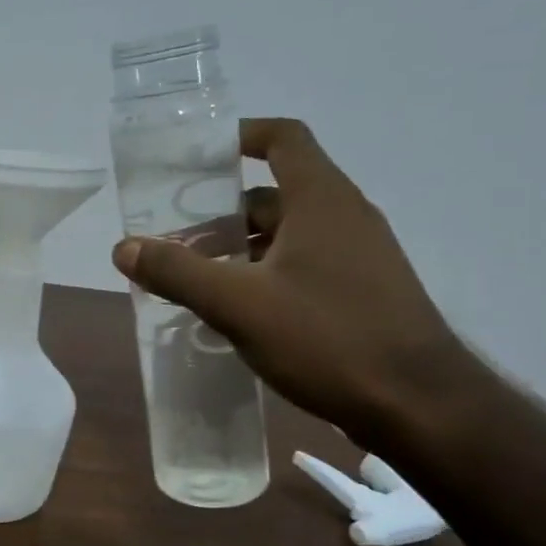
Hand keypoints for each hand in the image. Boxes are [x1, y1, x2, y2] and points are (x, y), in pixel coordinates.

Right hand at [111, 118, 474, 446]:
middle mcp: (345, 218)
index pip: (282, 139)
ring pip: (286, 235)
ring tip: (193, 279)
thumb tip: (123, 247)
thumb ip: (177, 272)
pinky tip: (235, 312)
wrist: (422, 409)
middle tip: (174, 237)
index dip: (239, 136)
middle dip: (220, 212)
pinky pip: (302, 266)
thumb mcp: (239, 304)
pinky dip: (264, 275)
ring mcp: (358, 258)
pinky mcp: (362, 294)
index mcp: (321, 201)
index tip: (196, 156)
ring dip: (239, 249)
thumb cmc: (329, 339)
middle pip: (273, 194)